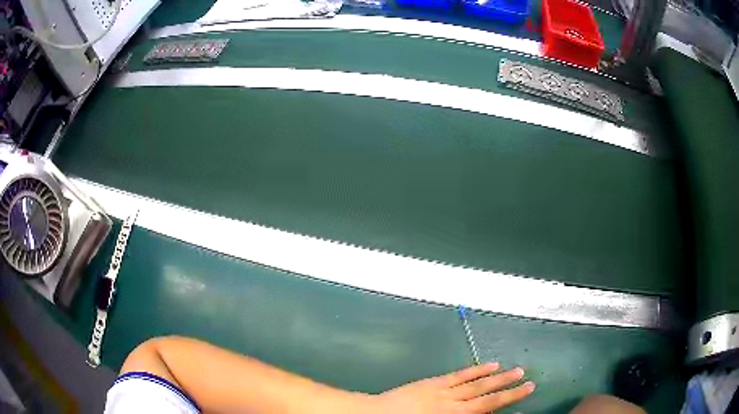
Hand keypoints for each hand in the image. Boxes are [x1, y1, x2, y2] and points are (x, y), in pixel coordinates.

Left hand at [374, 363, 534, 412]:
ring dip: (499, 378)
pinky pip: (460, 375)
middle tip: (530, 383)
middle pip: (488, 399)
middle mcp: (455, 407)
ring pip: (478, 385)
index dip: (506, 405)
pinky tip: (490, 365)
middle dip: (510, 392)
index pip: (487, 412)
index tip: (524, 402)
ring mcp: (445, 393)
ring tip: (517, 371)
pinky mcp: (435, 382)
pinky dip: (477, 370)